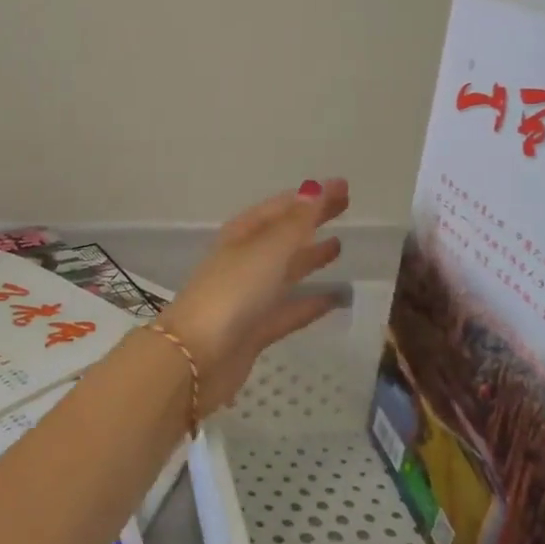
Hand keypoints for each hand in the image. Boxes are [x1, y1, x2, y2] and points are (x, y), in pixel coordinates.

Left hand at [160, 178, 350, 408]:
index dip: (310, 196)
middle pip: (284, 235)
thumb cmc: (232, 292)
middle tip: (346, 207)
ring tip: (340, 247)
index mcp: (242, 235)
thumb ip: (296, 223)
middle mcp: (245, 260)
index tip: (342, 187)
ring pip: (286, 270)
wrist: (198, 356)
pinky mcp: (257, 329)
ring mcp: (250, 296)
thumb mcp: (267, 250)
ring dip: (310, 258)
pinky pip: (291, 309)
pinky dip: (313, 302)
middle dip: (311, 220)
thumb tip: (315, 188)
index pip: (280, 207)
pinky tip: (338, 299)